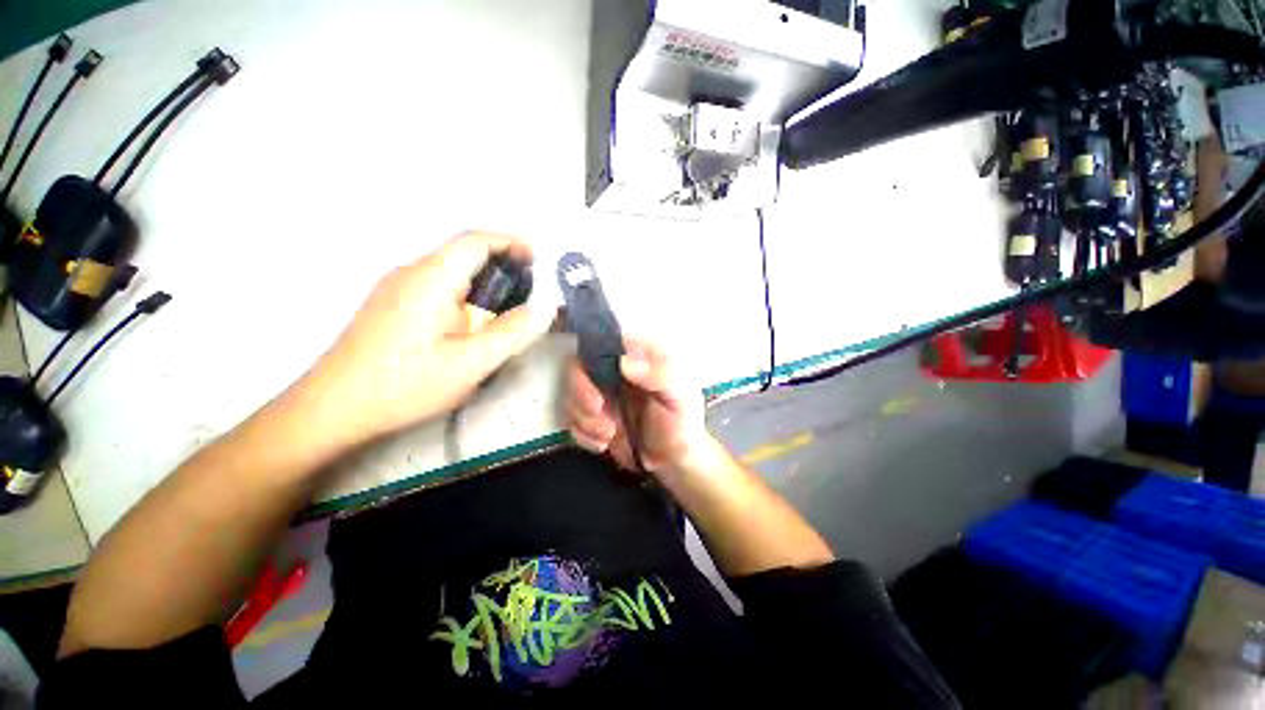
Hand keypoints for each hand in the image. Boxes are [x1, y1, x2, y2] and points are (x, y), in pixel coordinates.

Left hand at [298, 232, 552, 446]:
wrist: (331, 410)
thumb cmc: (404, 384)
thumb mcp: (470, 363)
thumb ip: (512, 333)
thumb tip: (544, 309)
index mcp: (431, 278)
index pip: (475, 241)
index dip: (510, 243)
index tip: (536, 259)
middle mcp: (410, 273)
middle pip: (462, 253)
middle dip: (500, 265)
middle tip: (526, 294)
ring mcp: (394, 289)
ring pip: (449, 271)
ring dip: (482, 281)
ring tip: (503, 311)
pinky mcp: (388, 306)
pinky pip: (435, 287)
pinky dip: (463, 294)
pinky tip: (468, 324)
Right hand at [564, 339, 713, 476]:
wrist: (673, 462)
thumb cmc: (681, 424)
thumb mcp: (680, 398)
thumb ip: (660, 375)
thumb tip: (624, 362)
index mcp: (639, 354)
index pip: (605, 341)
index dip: (592, 361)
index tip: (599, 392)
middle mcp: (616, 368)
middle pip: (578, 365)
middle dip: (580, 394)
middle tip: (597, 413)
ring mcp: (602, 391)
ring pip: (569, 392)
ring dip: (582, 418)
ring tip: (608, 435)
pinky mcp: (592, 414)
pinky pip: (570, 417)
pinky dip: (581, 433)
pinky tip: (603, 444)